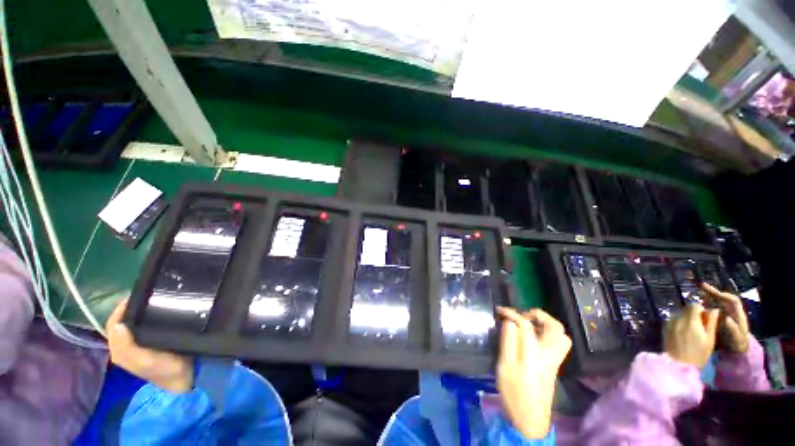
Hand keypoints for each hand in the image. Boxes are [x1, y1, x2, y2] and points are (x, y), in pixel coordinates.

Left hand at [106, 299, 193, 392]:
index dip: (120, 310)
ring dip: (139, 312)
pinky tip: (160, 312)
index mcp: (120, 350)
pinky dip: (148, 318)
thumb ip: (128, 347)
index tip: (136, 296)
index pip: (113, 324)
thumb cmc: (165, 368)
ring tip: (154, 300)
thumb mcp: (145, 360)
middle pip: (122, 323)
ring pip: (133, 324)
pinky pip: (144, 327)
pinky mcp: (152, 343)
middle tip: (147, 296)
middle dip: (130, 309)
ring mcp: (139, 345)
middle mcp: (125, 346)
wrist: (185, 378)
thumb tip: (118, 325)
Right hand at [496, 307, 571, 439]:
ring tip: (526, 323)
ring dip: (545, 324)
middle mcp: (550, 354)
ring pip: (559, 335)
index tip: (500, 310)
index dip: (513, 314)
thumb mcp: (506, 366)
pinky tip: (530, 337)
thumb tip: (509, 322)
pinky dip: (546, 333)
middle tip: (521, 315)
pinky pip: (556, 342)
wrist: (530, 419)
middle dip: (539, 316)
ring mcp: (554, 360)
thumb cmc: (515, 393)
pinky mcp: (552, 365)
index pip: (527, 325)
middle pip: (556, 328)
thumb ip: (509, 341)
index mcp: (537, 353)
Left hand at [663, 303, 719, 368]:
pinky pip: (673, 320)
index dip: (701, 310)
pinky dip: (679, 323)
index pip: (694, 305)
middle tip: (699, 326)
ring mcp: (669, 322)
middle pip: (686, 309)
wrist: (679, 365)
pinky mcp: (664, 327)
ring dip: (686, 318)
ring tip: (691, 331)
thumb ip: (711, 322)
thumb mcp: (709, 339)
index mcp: (690, 321)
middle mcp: (678, 319)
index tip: (705, 319)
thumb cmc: (698, 354)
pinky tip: (683, 334)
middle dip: (693, 314)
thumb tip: (714, 309)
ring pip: (679, 313)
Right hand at [701, 283, 749, 352]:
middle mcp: (730, 311)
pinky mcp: (716, 317)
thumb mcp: (737, 339)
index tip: (716, 293)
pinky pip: (710, 307)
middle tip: (701, 286)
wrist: (735, 350)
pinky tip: (696, 302)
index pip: (733, 301)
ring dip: (706, 295)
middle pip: (722, 298)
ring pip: (715, 301)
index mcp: (737, 314)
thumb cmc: (738, 343)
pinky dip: (703, 303)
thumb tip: (727, 319)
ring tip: (696, 291)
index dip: (725, 295)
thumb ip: (733, 330)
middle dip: (712, 291)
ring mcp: (722, 314)